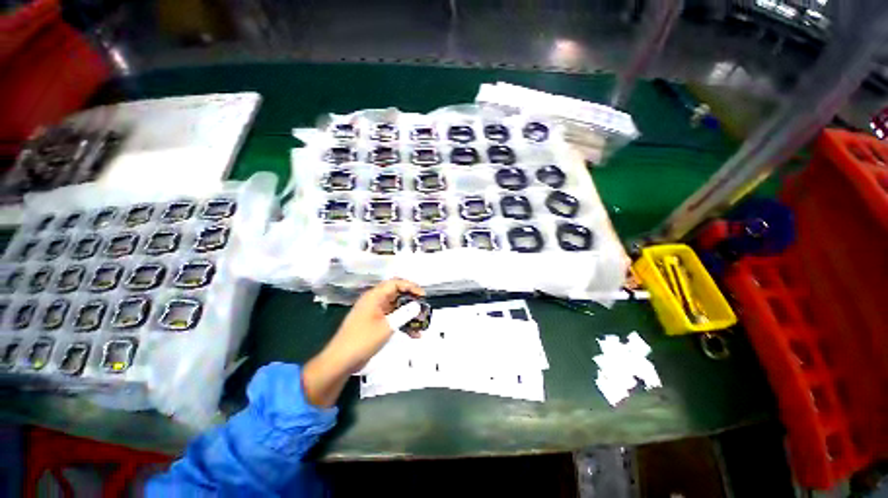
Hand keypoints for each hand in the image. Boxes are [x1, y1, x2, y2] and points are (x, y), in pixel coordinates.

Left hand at [302, 278, 423, 406]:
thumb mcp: (387, 326)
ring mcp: (375, 313)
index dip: (411, 286)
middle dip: (412, 301)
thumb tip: (417, 305)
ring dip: (409, 315)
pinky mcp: (375, 324)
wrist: (341, 361)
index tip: (423, 296)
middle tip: (424, 308)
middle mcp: (375, 301)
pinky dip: (402, 324)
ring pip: (396, 308)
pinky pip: (392, 319)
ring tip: (422, 323)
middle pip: (397, 295)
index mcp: (374, 296)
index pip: (396, 283)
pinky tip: (414, 334)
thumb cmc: (363, 340)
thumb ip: (404, 314)